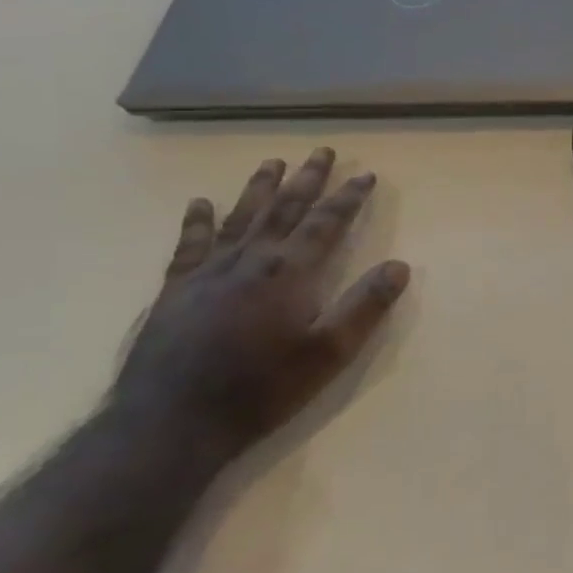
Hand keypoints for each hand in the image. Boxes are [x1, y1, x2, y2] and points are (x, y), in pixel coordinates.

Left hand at [114, 148, 409, 459]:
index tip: (366, 174)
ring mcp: (209, 272)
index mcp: (289, 273)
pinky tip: (199, 204)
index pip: (327, 223)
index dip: (349, 197)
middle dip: (308, 179)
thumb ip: (364, 307)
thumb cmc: (260, 389)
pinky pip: (190, 244)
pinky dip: (198, 221)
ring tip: (273, 162)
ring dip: (259, 188)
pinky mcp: (176, 290)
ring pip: (240, 217)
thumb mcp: (328, 354)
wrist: (172, 421)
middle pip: (284, 209)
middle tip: (322, 151)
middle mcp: (250, 260)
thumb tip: (399, 266)